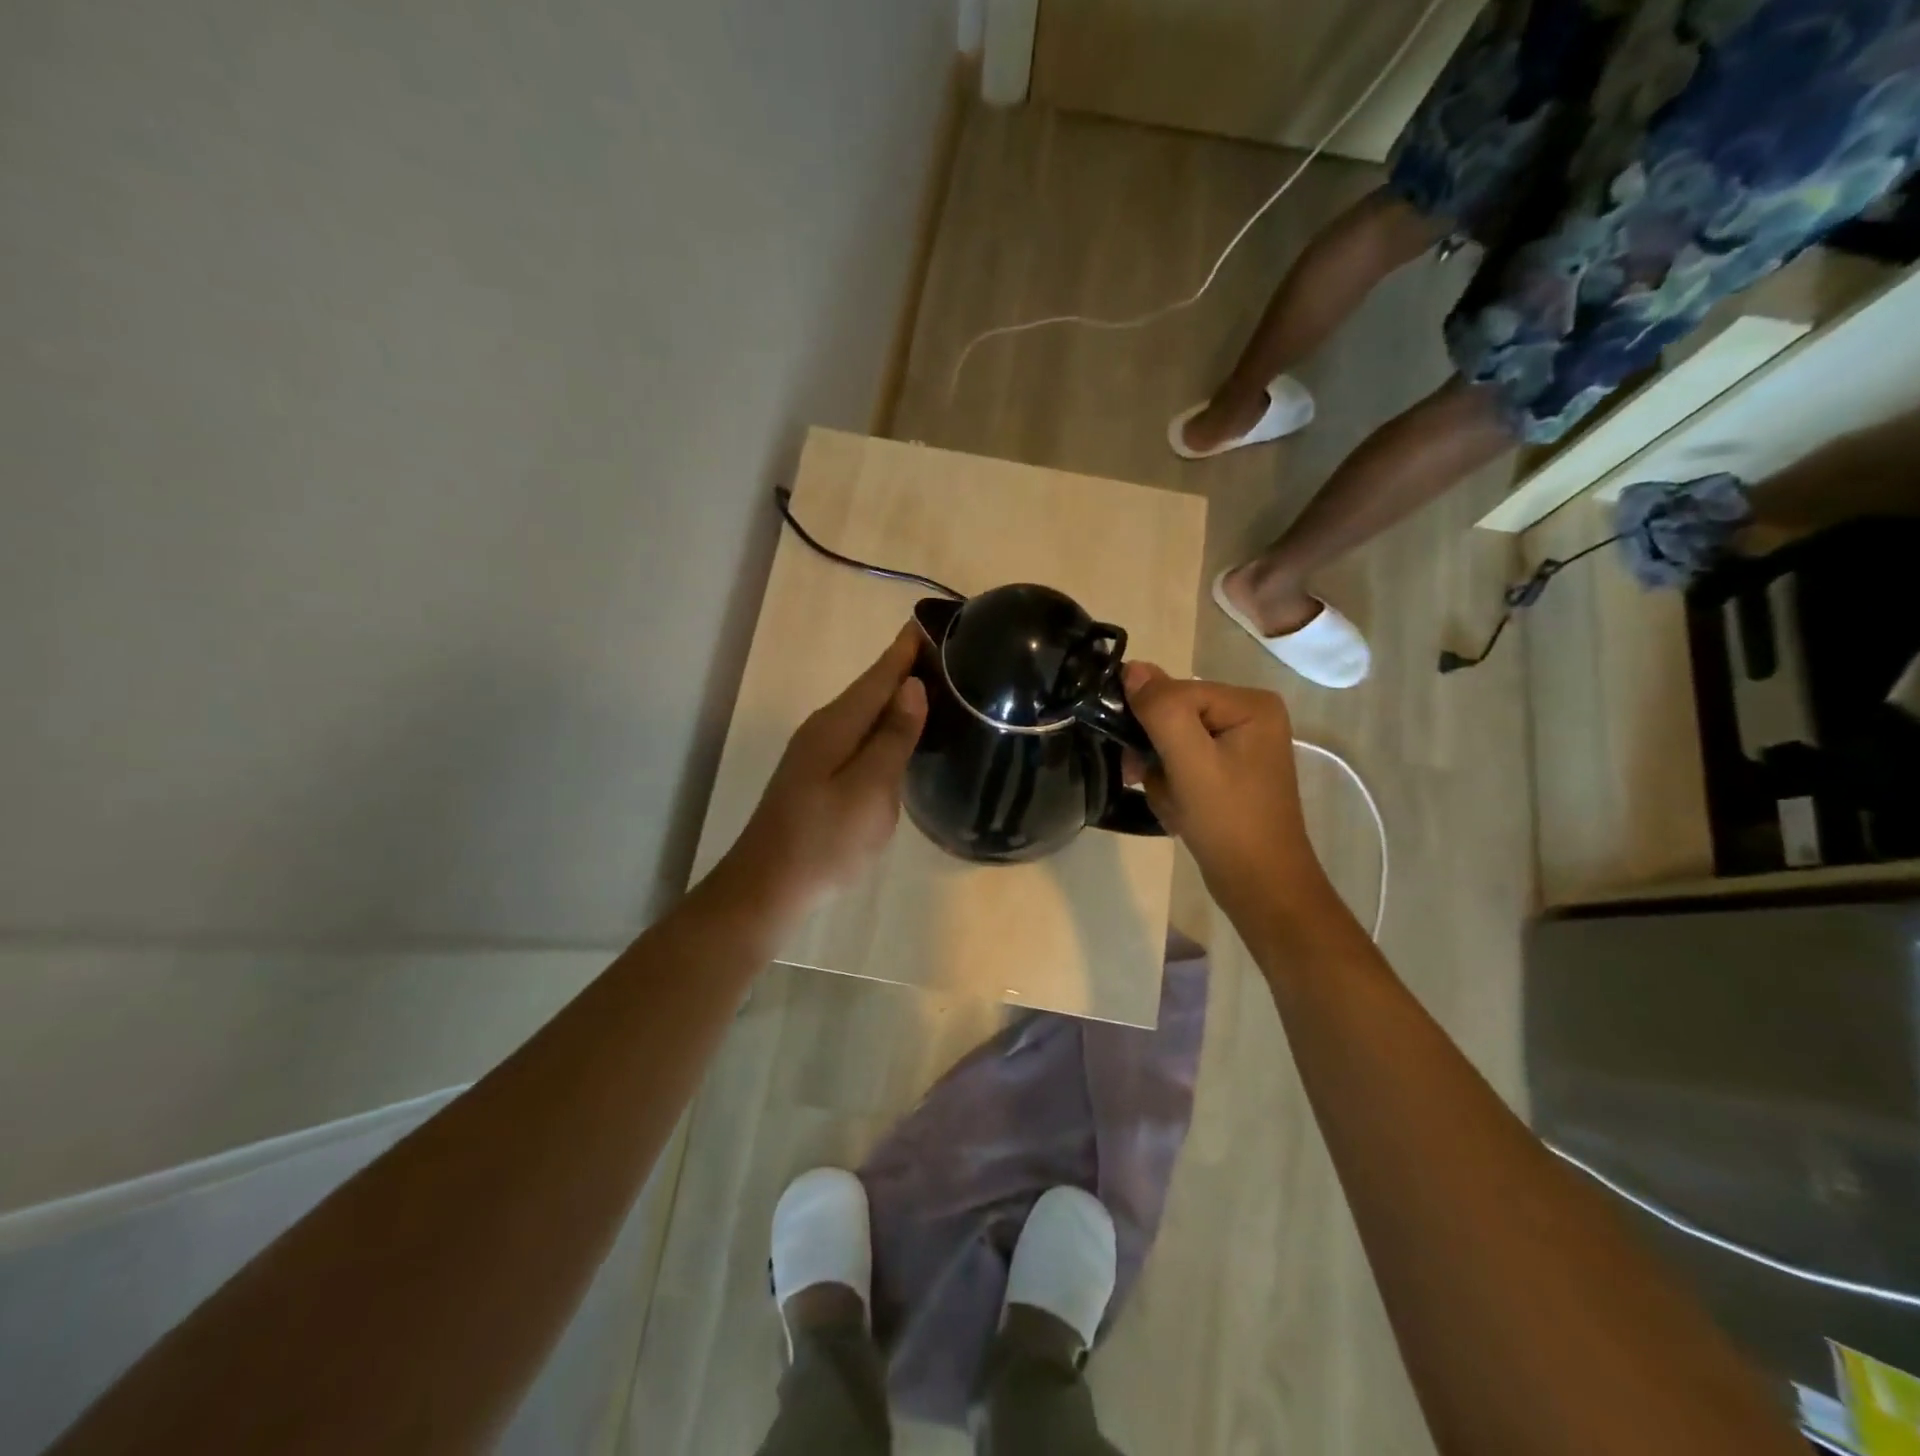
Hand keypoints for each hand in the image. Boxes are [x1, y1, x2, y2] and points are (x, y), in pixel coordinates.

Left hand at [720, 623, 927, 916]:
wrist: (768, 888)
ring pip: (864, 713)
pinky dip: (883, 725)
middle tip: (946, 653)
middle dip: (903, 668)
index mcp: (837, 725)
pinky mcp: (818, 777)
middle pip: (870, 689)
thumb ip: (892, 738)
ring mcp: (817, 754)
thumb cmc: (824, 840)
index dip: (905, 650)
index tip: (930, 621)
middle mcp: (824, 729)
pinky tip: (899, 734)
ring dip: (894, 696)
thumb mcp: (869, 789)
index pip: (878, 675)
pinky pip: (858, 736)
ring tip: (933, 685)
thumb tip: (912, 686)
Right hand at [1120, 661, 1326, 923]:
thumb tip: (1132, 667)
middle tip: (1146, 782)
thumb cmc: (1228, 822)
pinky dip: (1172, 787)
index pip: (1177, 692)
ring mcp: (1241, 746)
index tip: (1137, 762)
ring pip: (1173, 742)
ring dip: (1160, 774)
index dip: (1150, 724)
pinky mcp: (1230, 772)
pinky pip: (1183, 764)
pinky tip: (1179, 811)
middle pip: (1174, 716)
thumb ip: (1161, 709)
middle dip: (1156, 752)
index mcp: (1251, 703)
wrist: (1261, 887)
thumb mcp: (1190, 761)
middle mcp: (1250, 716)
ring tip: (1172, 803)